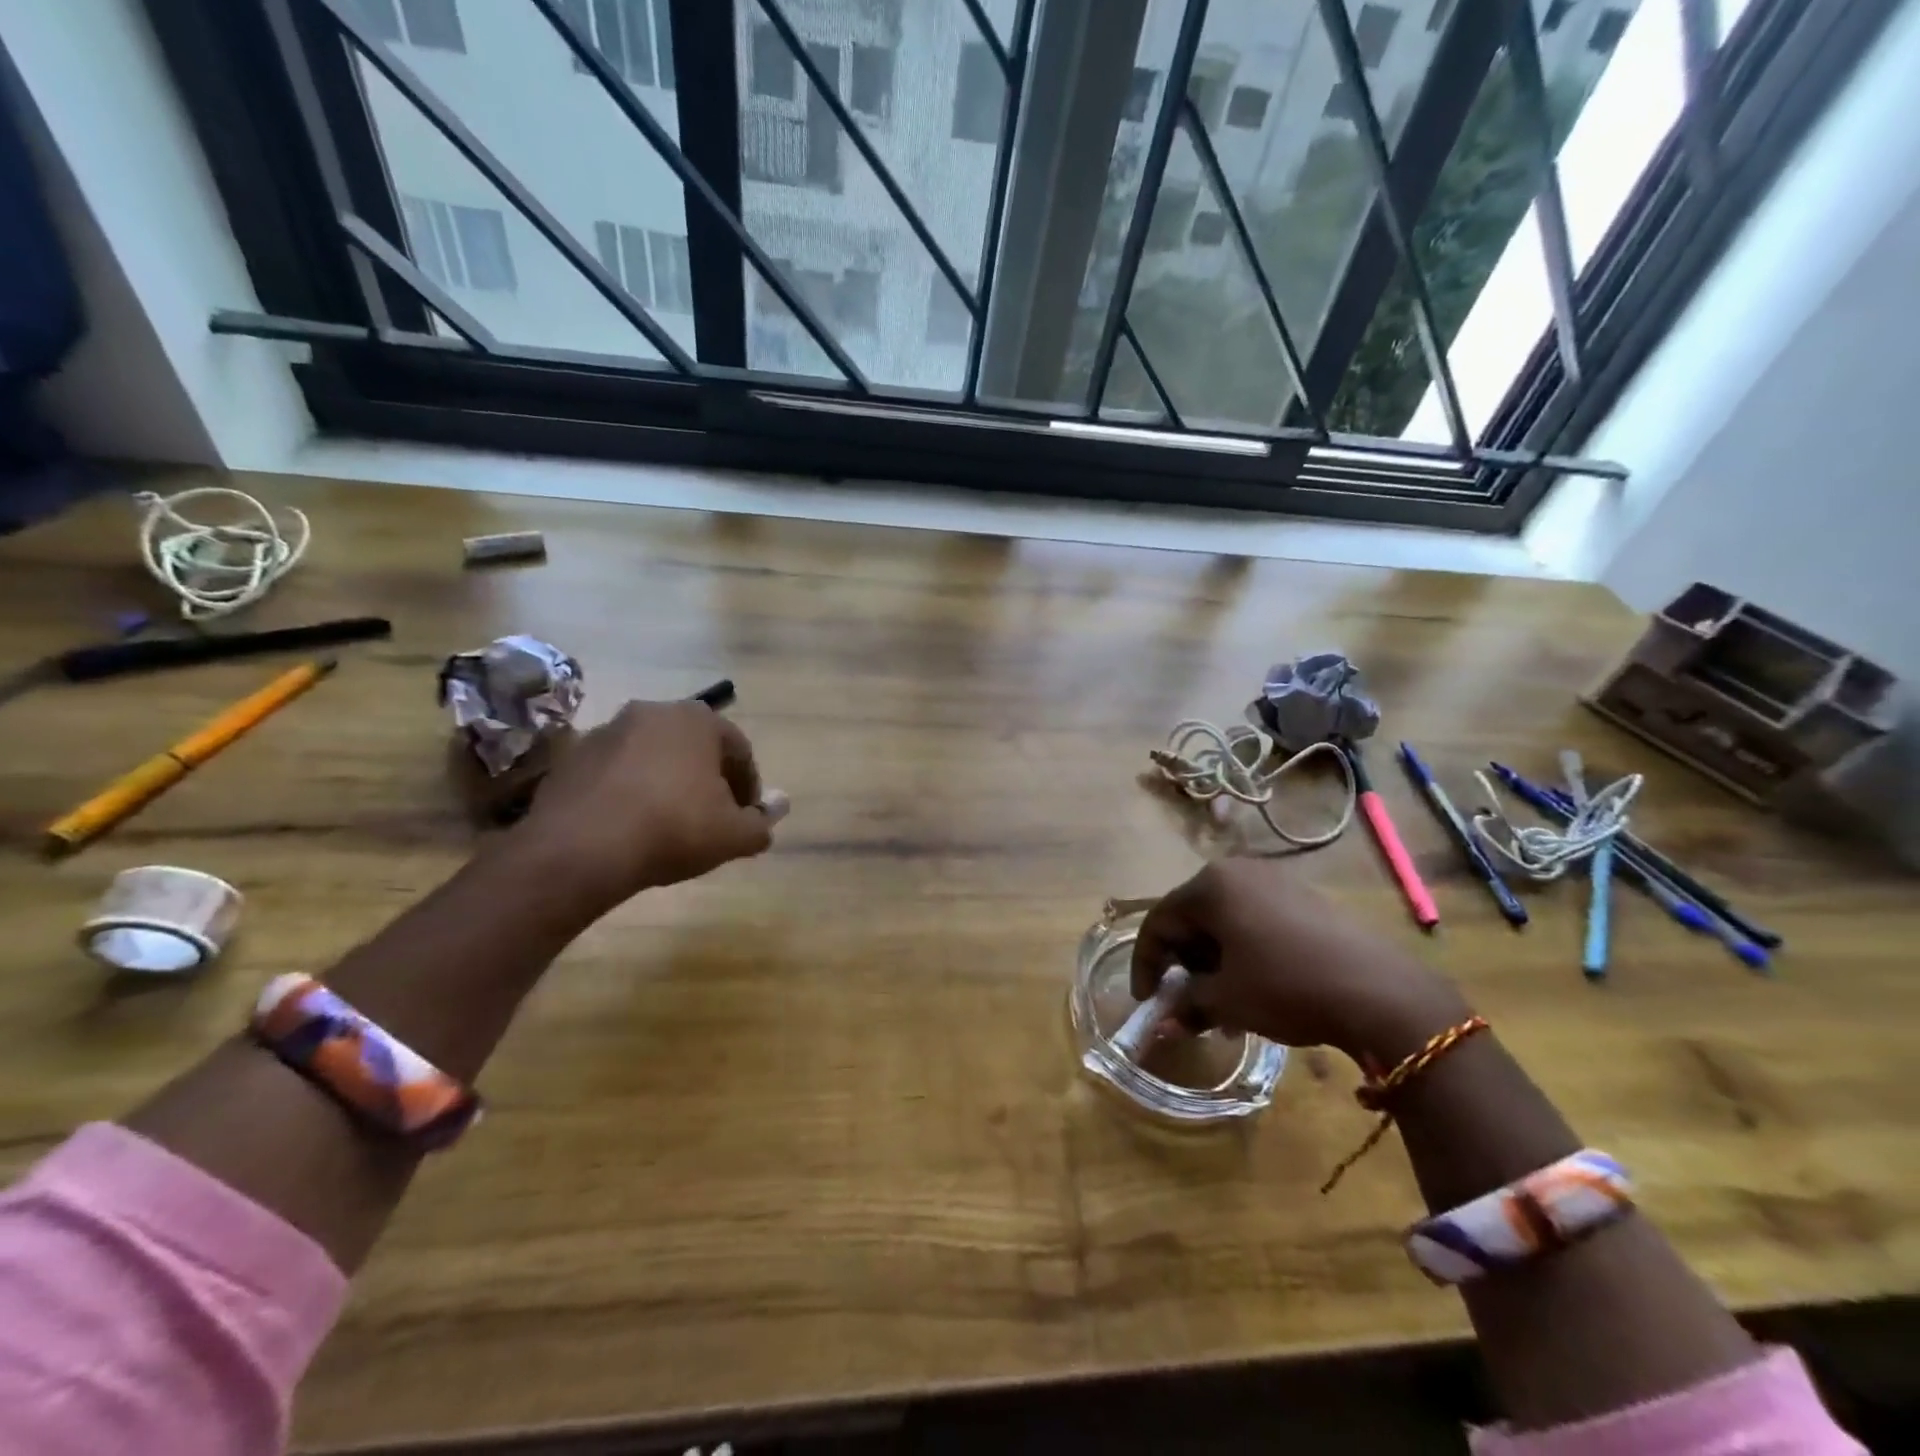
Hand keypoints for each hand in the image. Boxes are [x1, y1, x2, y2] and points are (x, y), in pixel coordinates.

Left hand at [506, 700, 784, 915]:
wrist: (581, 848)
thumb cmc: (673, 829)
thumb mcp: (734, 836)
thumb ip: (761, 823)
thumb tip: (776, 810)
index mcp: (698, 720)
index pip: (739, 750)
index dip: (748, 786)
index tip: (746, 817)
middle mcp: (653, 712)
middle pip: (694, 746)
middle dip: (706, 779)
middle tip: (710, 817)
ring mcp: (607, 731)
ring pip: (652, 756)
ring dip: (666, 782)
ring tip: (667, 823)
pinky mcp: (572, 757)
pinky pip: (615, 772)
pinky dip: (629, 791)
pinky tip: (629, 825)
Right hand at [1130, 859, 1468, 1064]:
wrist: (1380, 991)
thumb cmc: (1286, 986)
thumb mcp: (1227, 1000)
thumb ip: (1185, 1006)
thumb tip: (1159, 1026)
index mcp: (1210, 885)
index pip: (1159, 921)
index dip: (1146, 964)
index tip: (1147, 1002)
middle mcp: (1239, 871)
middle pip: (1192, 917)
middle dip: (1184, 963)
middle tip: (1188, 1003)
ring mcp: (1276, 881)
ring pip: (1225, 921)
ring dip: (1215, 962)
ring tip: (1224, 1004)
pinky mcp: (1305, 898)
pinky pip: (1256, 921)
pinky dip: (1244, 952)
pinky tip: (1257, 987)